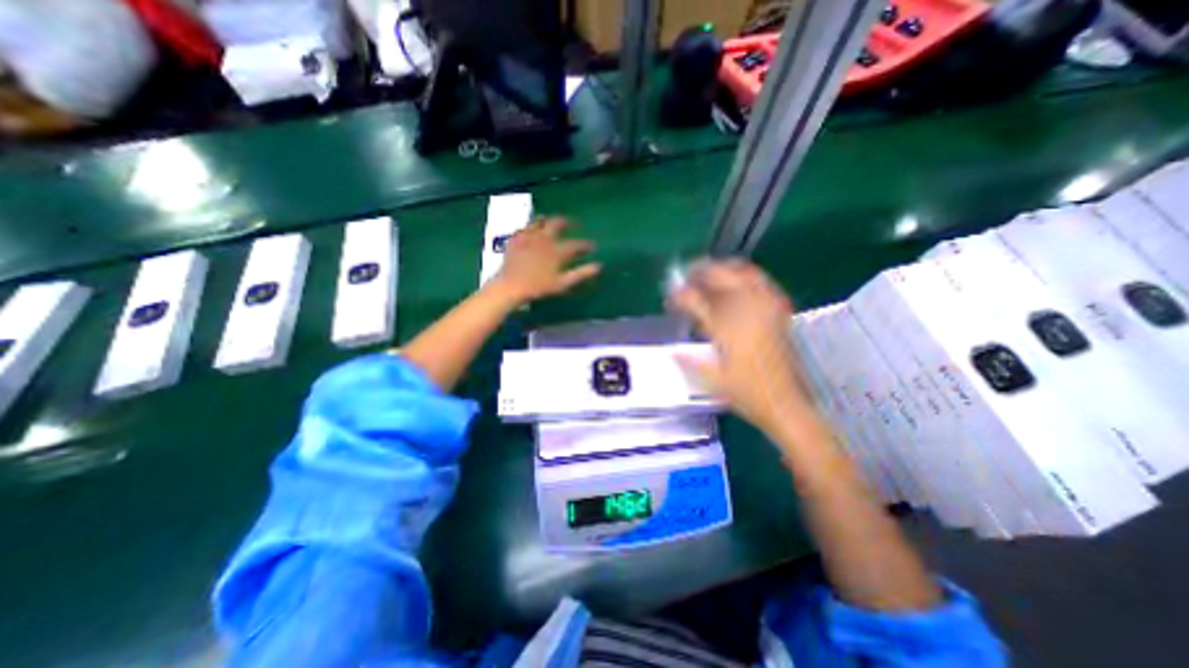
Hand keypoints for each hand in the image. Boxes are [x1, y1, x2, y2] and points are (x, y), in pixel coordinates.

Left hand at [491, 216, 605, 303]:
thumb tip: (598, 266)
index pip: (576, 244)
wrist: (510, 286)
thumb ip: (581, 273)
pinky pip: (525, 227)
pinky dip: (531, 226)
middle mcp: (544, 238)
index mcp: (557, 250)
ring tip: (551, 220)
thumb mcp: (562, 283)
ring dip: (548, 219)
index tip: (592, 246)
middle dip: (568, 222)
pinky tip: (531, 229)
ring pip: (540, 221)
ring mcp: (528, 236)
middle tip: (574, 223)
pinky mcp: (515, 239)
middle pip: (558, 223)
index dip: (586, 245)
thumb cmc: (538, 287)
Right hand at [668, 261, 819, 436]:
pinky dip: (748, 276)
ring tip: (710, 271)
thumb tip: (673, 350)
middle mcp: (747, 313)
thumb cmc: (747, 394)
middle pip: (723, 277)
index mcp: (727, 330)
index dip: (681, 295)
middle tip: (688, 272)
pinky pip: (763, 283)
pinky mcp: (780, 313)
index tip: (671, 294)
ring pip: (745, 274)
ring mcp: (766, 310)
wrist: (786, 403)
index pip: (697, 302)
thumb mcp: (712, 381)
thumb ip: (689, 363)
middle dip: (702, 270)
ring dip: (725, 268)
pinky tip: (740, 281)